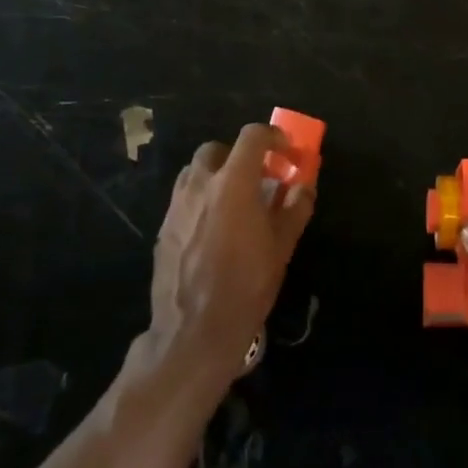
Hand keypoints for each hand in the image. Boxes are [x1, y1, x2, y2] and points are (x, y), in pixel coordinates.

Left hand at [148, 125, 315, 391]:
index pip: (252, 136)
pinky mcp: (163, 229)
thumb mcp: (282, 246)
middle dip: (238, 156)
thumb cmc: (246, 285)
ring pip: (194, 172)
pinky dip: (200, 200)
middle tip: (257, 178)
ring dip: (216, 176)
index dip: (273, 136)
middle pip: (216, 149)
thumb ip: (296, 207)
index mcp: (233, 183)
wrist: (194, 331)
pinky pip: (183, 199)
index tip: (287, 152)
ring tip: (234, 202)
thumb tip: (304, 185)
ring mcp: (176, 206)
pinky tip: (213, 229)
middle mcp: (200, 185)